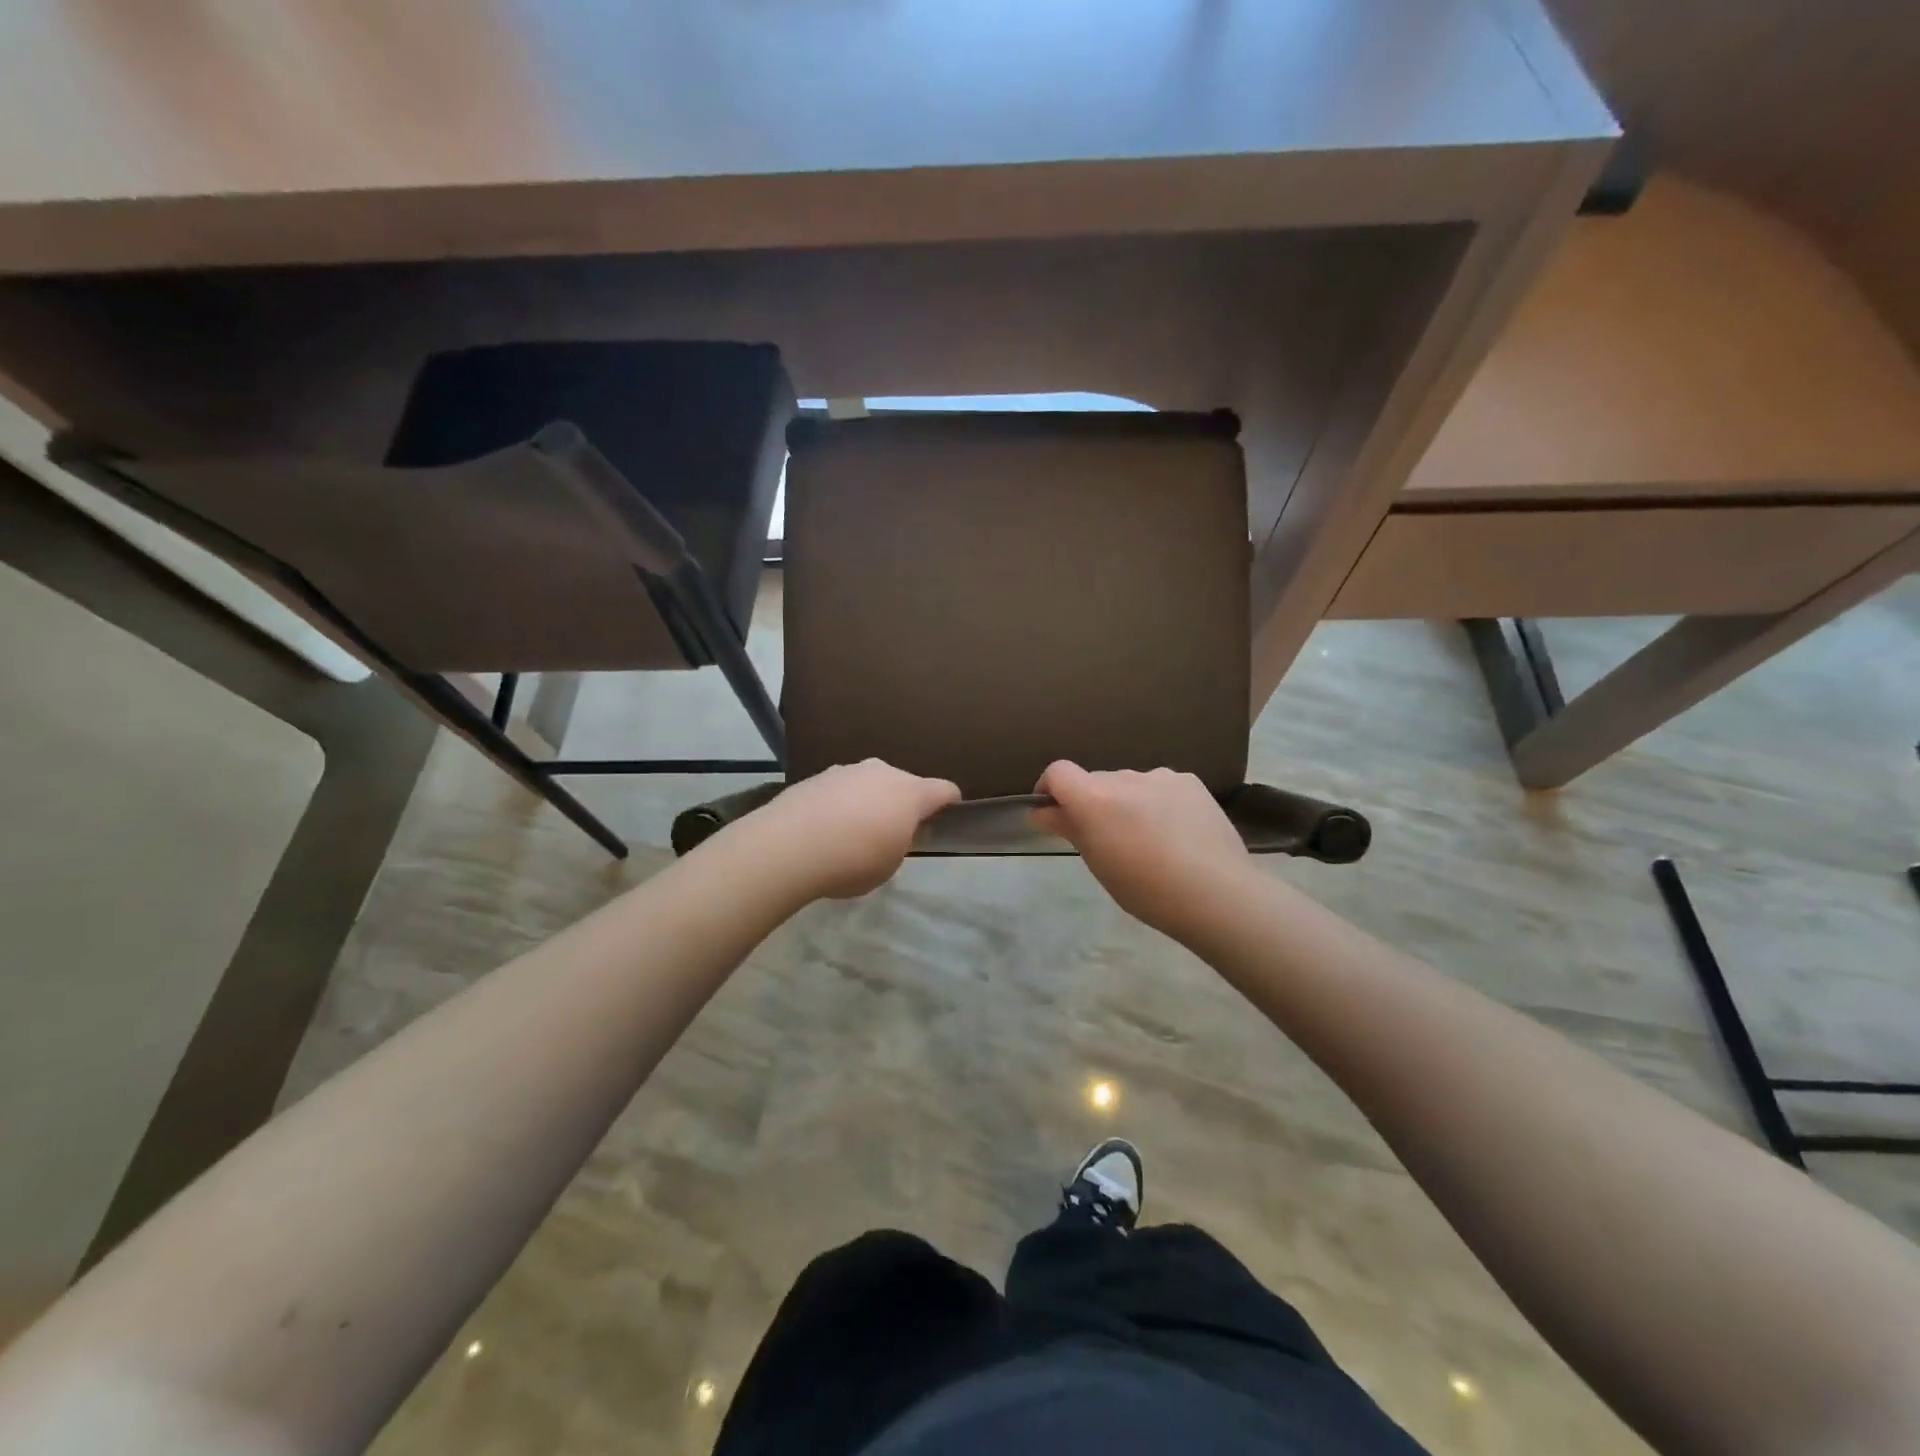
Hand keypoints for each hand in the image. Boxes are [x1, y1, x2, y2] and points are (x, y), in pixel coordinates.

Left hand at [741, 759, 959, 899]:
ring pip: (869, 784)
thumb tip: (898, 830)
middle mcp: (882, 772)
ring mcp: (847, 770)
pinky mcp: (817, 776)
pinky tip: (825, 829)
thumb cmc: (853, 861)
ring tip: (853, 832)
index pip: (944, 790)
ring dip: (869, 801)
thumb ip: (900, 843)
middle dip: (902, 803)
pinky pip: (840, 790)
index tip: (948, 815)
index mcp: (910, 792)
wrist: (789, 846)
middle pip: (903, 784)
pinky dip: (840, 804)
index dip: (950, 803)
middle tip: (893, 832)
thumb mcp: (889, 864)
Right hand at [1032, 762, 1250, 938]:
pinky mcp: (1191, 782)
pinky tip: (1176, 833)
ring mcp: (1161, 776)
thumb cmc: (1146, 889)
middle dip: (1093, 804)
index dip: (1049, 788)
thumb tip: (1043, 811)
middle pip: (1096, 781)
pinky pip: (1161, 787)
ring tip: (1148, 841)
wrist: (1217, 893)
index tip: (1052, 813)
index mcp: (1095, 798)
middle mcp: (1125, 777)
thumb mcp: (1098, 863)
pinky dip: (1158, 803)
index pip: (1058, 772)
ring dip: (1128, 803)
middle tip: (1107, 841)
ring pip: (1130, 785)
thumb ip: (1070, 828)